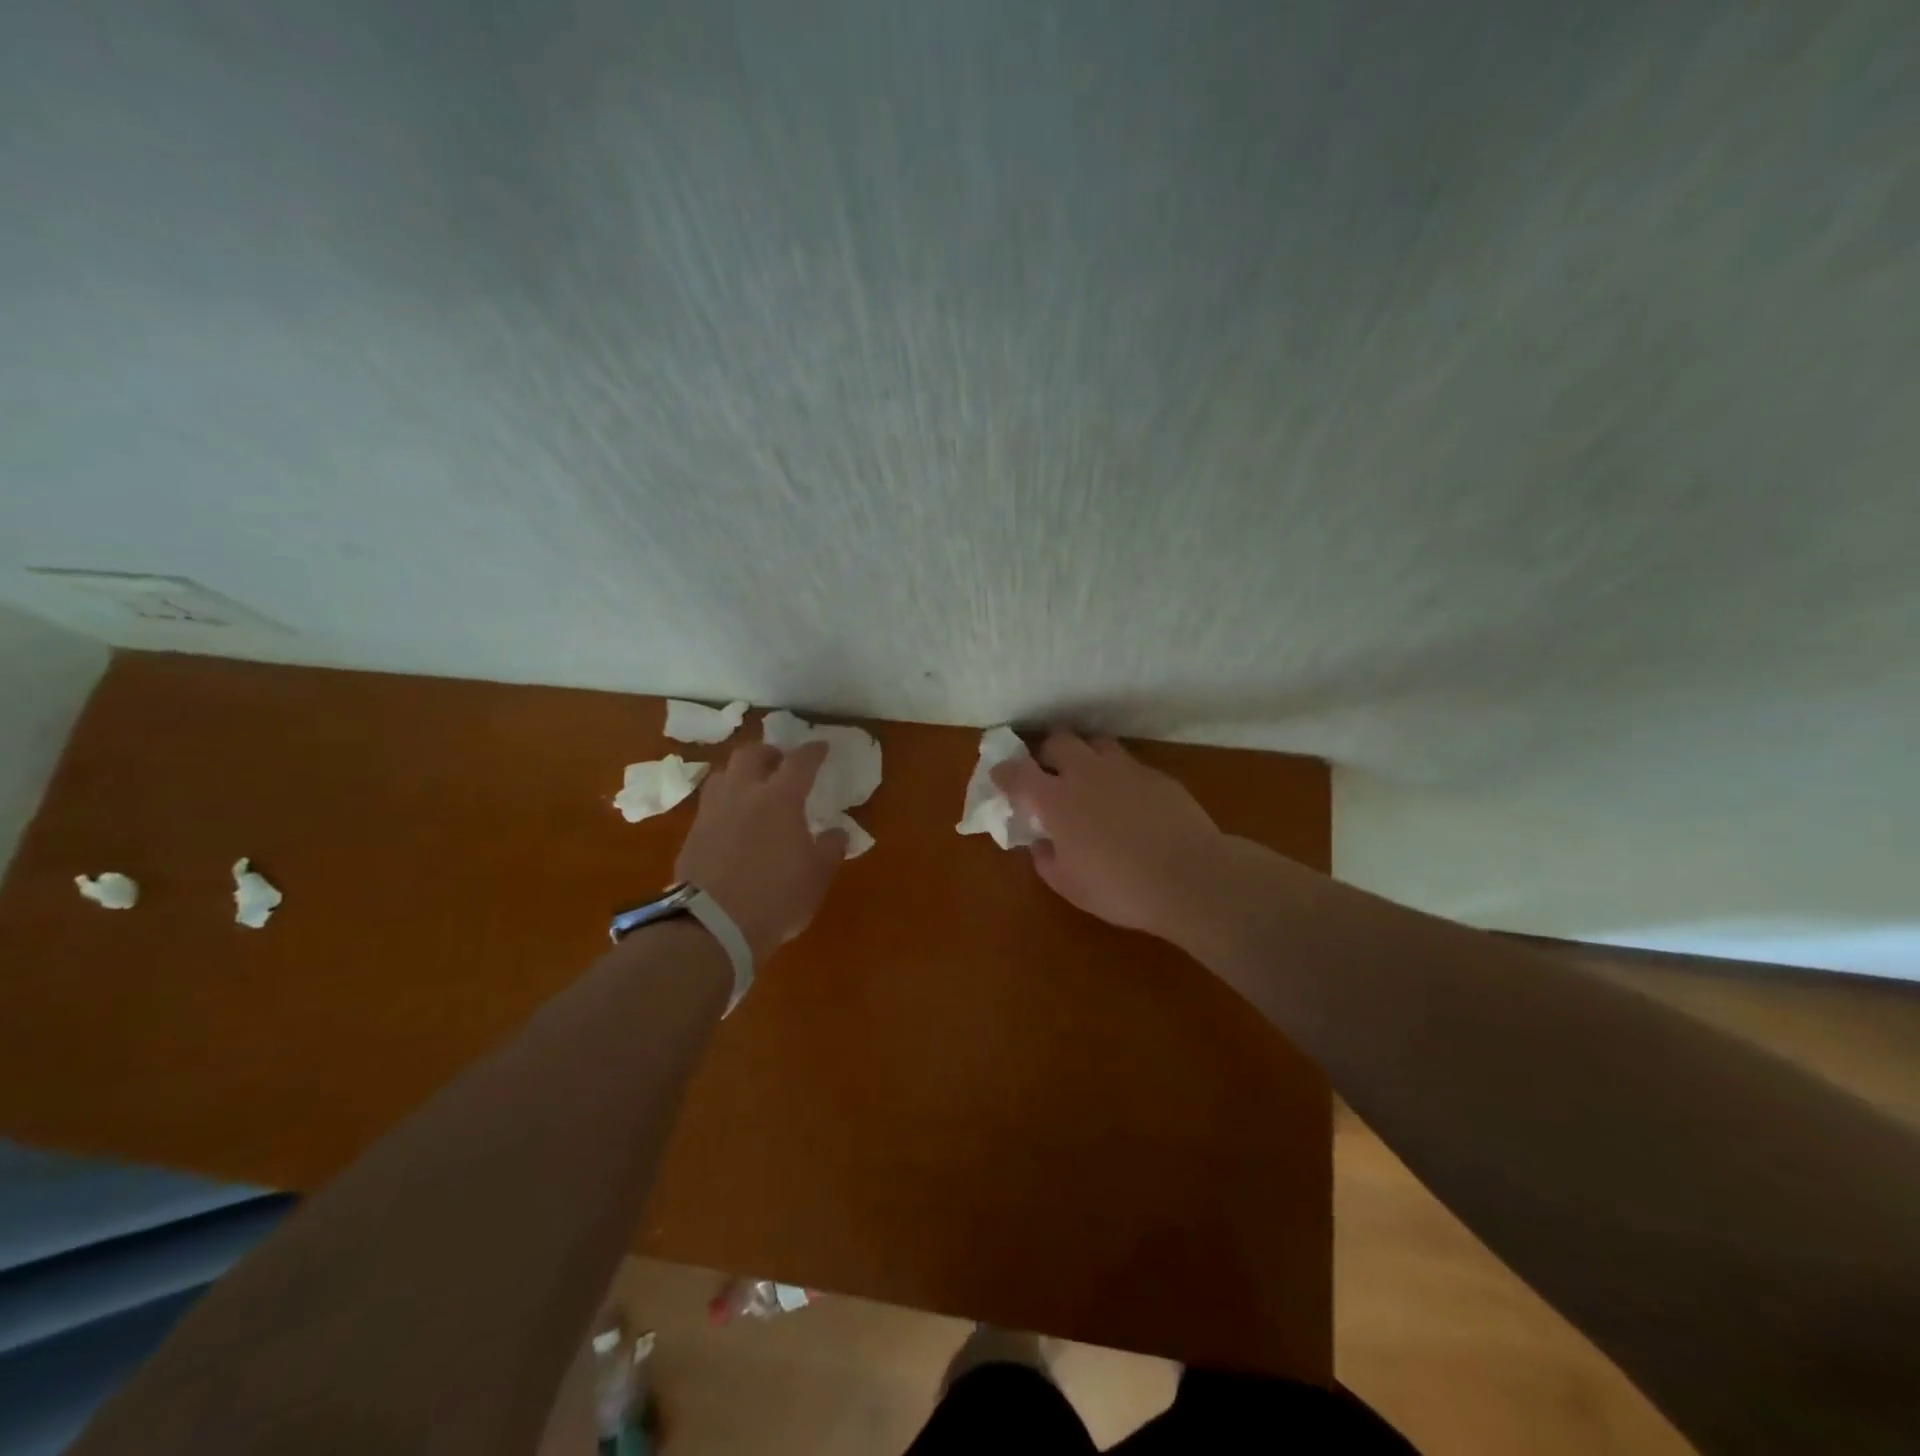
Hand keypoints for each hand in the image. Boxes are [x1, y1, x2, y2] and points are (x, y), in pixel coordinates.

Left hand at [675, 741, 847, 963]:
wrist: (711, 926)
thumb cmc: (775, 898)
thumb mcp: (817, 877)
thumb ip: (830, 848)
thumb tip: (837, 832)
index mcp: (780, 798)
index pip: (800, 761)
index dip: (813, 751)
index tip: (821, 747)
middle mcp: (743, 794)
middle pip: (751, 754)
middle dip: (768, 753)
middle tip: (780, 763)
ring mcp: (712, 812)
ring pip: (723, 774)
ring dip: (740, 773)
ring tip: (751, 788)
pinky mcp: (692, 834)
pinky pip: (710, 804)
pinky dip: (724, 802)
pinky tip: (732, 820)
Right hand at [991, 731, 1226, 946]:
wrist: (1190, 877)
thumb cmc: (1118, 887)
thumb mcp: (1069, 885)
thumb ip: (1046, 859)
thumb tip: (1041, 843)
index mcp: (1055, 799)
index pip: (1018, 773)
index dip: (1004, 772)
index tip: (1000, 776)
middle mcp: (1086, 773)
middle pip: (1058, 741)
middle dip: (1046, 752)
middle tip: (1047, 772)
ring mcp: (1124, 770)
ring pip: (1096, 743)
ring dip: (1085, 755)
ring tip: (1088, 777)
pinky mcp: (1157, 776)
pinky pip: (1129, 765)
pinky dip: (1118, 776)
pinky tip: (1128, 800)